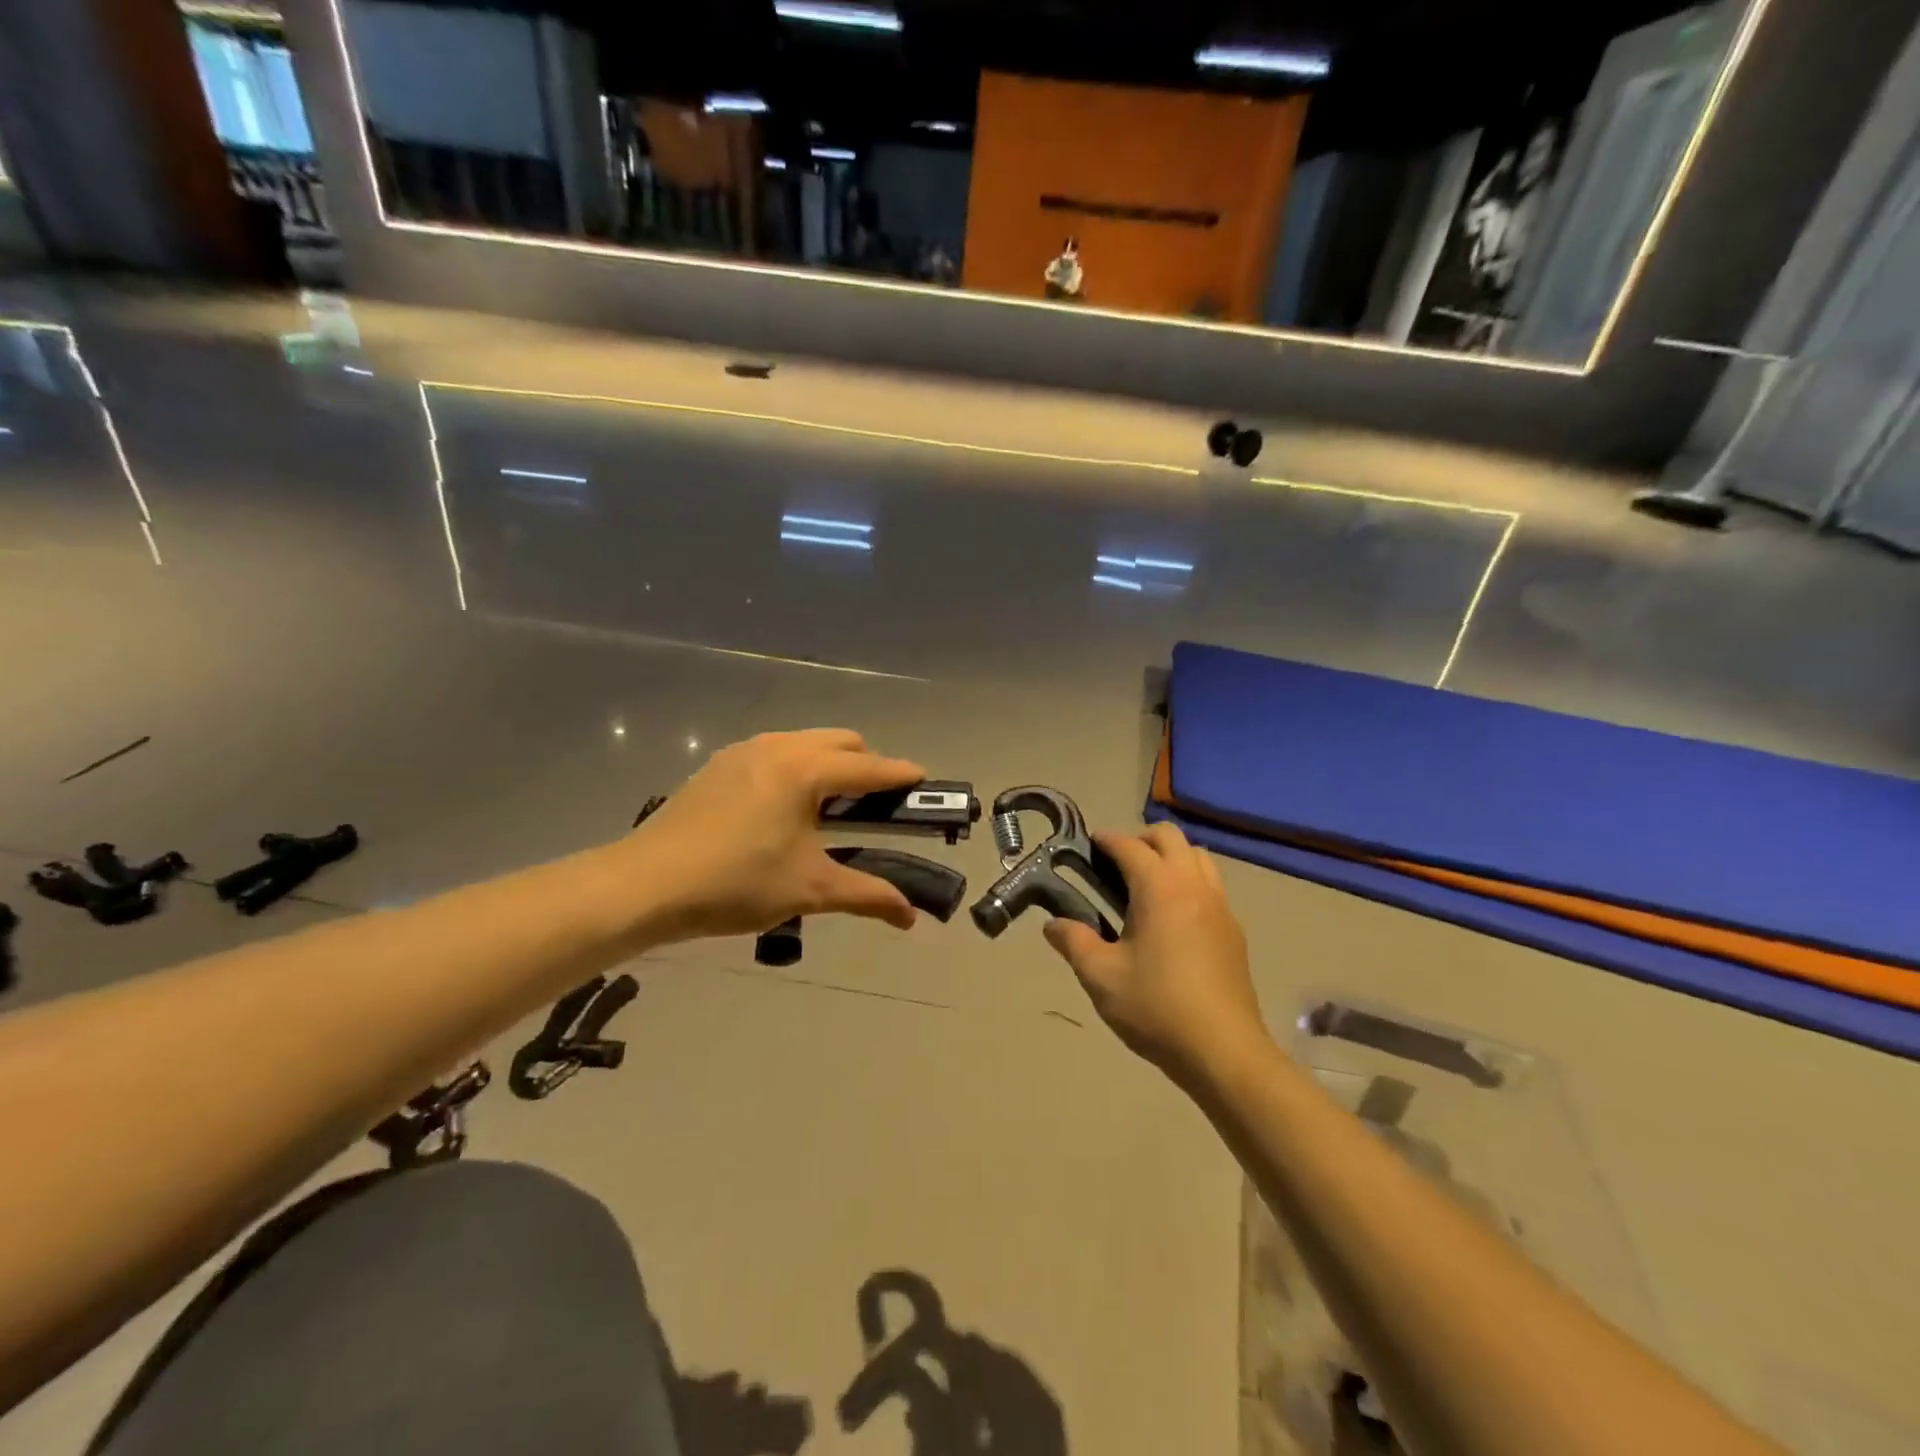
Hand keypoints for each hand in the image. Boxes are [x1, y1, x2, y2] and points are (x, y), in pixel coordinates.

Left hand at [632, 729, 926, 940]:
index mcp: (806, 770)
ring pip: (806, 742)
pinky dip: (797, 768)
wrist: (646, 884)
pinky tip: (785, 808)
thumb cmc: (737, 884)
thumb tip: (911, 917)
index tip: (925, 783)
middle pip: (842, 742)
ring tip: (830, 808)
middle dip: (867, 766)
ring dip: (830, 764)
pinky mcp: (720, 764)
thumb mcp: (810, 890)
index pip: (870, 767)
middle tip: (875, 807)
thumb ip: (867, 895)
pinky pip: (776, 752)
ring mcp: (745, 751)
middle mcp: (779, 747)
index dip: (902, 775)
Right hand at [1042, 823, 1264, 1085]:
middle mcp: (1194, 886)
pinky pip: (1211, 885)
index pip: (1130, 846)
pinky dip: (1189, 881)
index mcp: (1160, 889)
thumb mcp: (1101, 977)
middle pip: (1170, 837)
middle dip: (1140, 839)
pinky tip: (1172, 916)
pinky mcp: (1234, 931)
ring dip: (1170, 856)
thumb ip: (1073, 942)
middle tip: (1115, 862)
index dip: (1107, 840)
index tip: (1088, 843)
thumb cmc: (1156, 1008)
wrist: (1223, 1051)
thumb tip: (1052, 925)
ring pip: (1198, 857)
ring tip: (1145, 884)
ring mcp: (1220, 906)